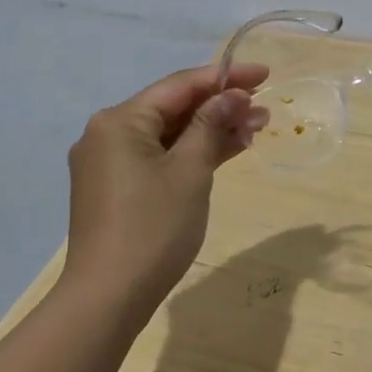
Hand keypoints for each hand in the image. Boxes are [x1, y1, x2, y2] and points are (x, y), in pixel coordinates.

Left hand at [64, 62, 269, 317]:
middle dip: (220, 106)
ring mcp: (110, 163)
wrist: (107, 298)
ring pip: (169, 135)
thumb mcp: (190, 170)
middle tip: (265, 107)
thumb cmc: (153, 227)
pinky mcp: (116, 188)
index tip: (264, 73)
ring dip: (211, 130)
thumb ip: (211, 124)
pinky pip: (160, 158)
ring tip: (256, 128)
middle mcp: (108, 133)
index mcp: (120, 120)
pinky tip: (228, 151)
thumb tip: (232, 94)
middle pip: (173, 108)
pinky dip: (192, 154)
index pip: (179, 85)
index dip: (224, 76)